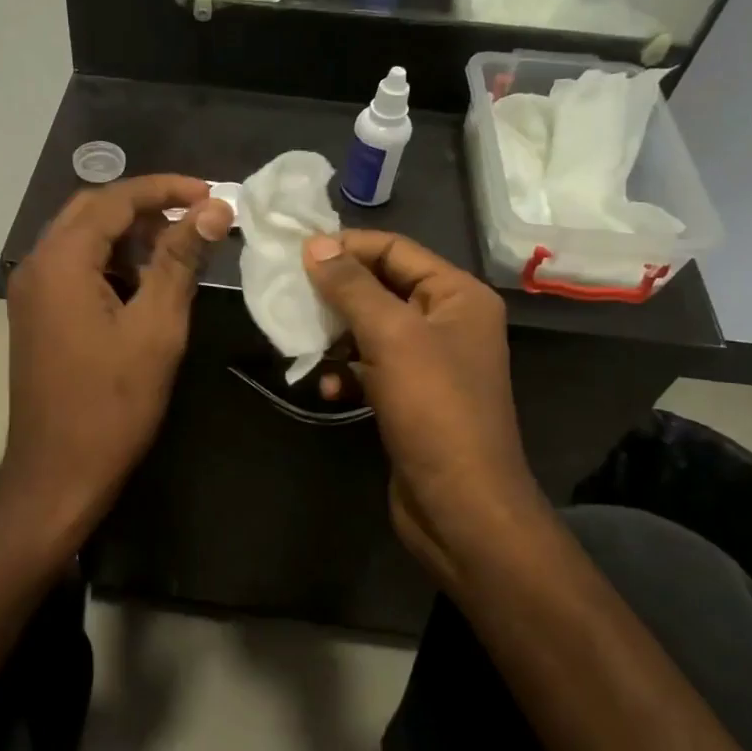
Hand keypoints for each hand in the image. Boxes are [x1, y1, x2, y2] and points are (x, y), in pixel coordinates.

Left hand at [0, 176, 235, 561]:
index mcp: (60, 260)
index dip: (167, 190)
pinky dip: (110, 263)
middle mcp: (36, 264)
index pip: (116, 199)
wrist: (56, 473)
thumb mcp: (156, 328)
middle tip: (196, 220)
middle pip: (93, 211)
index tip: (213, 195)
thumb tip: (213, 210)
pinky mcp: (36, 313)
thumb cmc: (111, 404)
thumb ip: (180, 260)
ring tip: (177, 251)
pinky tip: (144, 284)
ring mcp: (31, 290)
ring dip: (128, 235)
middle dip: (147, 208)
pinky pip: (74, 267)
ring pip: (82, 238)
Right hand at [302, 230, 541, 588]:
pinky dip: (346, 373)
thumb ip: (352, 286)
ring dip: (335, 336)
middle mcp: (447, 321)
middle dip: (335, 293)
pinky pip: (370, 368)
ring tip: (303, 344)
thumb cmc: (433, 409)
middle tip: (290, 295)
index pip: (395, 249)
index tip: (296, 253)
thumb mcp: (391, 336)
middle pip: (381, 287)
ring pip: (370, 329)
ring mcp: (429, 362)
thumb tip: (316, 245)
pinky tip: (327, 388)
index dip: (347, 247)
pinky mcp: (410, 397)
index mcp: (457, 295)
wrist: (461, 505)